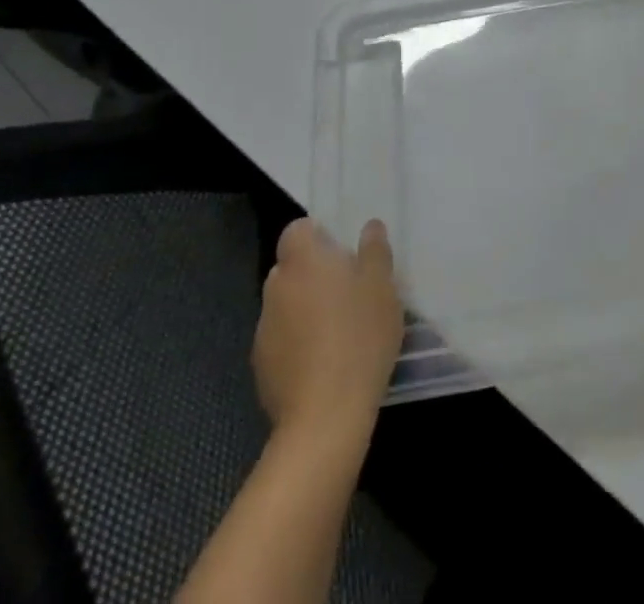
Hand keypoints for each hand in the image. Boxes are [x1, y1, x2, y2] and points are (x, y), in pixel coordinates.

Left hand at [253, 217, 403, 445]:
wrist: (325, 416)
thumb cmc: (359, 337)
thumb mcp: (382, 287)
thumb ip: (375, 251)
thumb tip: (370, 226)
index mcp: (303, 261)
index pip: (297, 230)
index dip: (316, 236)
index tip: (341, 251)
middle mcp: (276, 287)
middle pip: (290, 267)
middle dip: (312, 273)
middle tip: (347, 289)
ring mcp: (263, 329)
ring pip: (285, 304)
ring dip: (303, 308)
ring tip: (337, 329)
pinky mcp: (261, 366)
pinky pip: (280, 339)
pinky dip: (296, 342)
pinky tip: (322, 361)